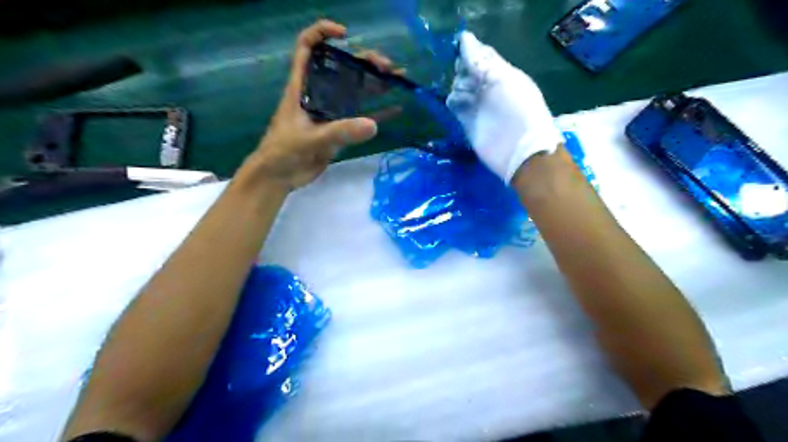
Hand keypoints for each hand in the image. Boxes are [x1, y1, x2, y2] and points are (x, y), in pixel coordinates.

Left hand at [245, 20, 393, 188]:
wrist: (281, 177)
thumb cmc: (283, 151)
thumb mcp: (309, 138)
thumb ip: (339, 132)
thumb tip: (373, 125)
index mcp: (302, 86)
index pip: (307, 48)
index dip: (323, 34)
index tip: (346, 36)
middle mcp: (318, 93)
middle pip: (341, 67)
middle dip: (364, 61)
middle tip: (387, 67)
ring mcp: (331, 112)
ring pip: (355, 90)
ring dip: (375, 83)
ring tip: (398, 78)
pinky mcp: (340, 129)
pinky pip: (362, 118)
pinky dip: (378, 113)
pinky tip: (395, 110)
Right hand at [445, 32, 562, 180]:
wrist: (519, 149)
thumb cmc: (518, 110)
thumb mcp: (503, 80)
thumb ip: (482, 61)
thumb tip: (464, 38)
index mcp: (501, 73)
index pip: (481, 55)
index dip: (470, 51)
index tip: (460, 51)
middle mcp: (488, 87)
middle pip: (467, 70)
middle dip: (464, 71)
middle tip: (471, 81)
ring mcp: (478, 105)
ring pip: (458, 86)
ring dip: (459, 87)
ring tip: (469, 98)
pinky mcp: (467, 121)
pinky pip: (454, 104)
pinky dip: (453, 101)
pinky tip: (459, 105)